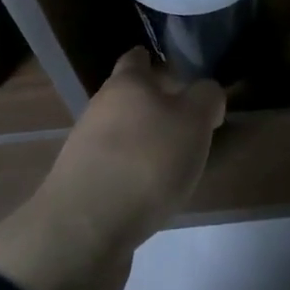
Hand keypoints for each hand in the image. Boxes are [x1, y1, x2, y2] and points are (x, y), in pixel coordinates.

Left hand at [0, 48, 224, 289]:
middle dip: (155, 104)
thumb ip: (207, 97)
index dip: (156, 59)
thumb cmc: (145, 161)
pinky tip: (152, 192)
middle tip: (189, 118)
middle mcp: (100, 109)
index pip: (137, 58)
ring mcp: (85, 149)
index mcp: (126, 84)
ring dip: (145, 141)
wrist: (84, 232)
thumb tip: (206, 94)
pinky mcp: (82, 187)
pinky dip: (133, 173)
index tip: (177, 68)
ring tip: (176, 159)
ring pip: (121, 134)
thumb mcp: (194, 121)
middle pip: (129, 97)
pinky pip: (115, 168)